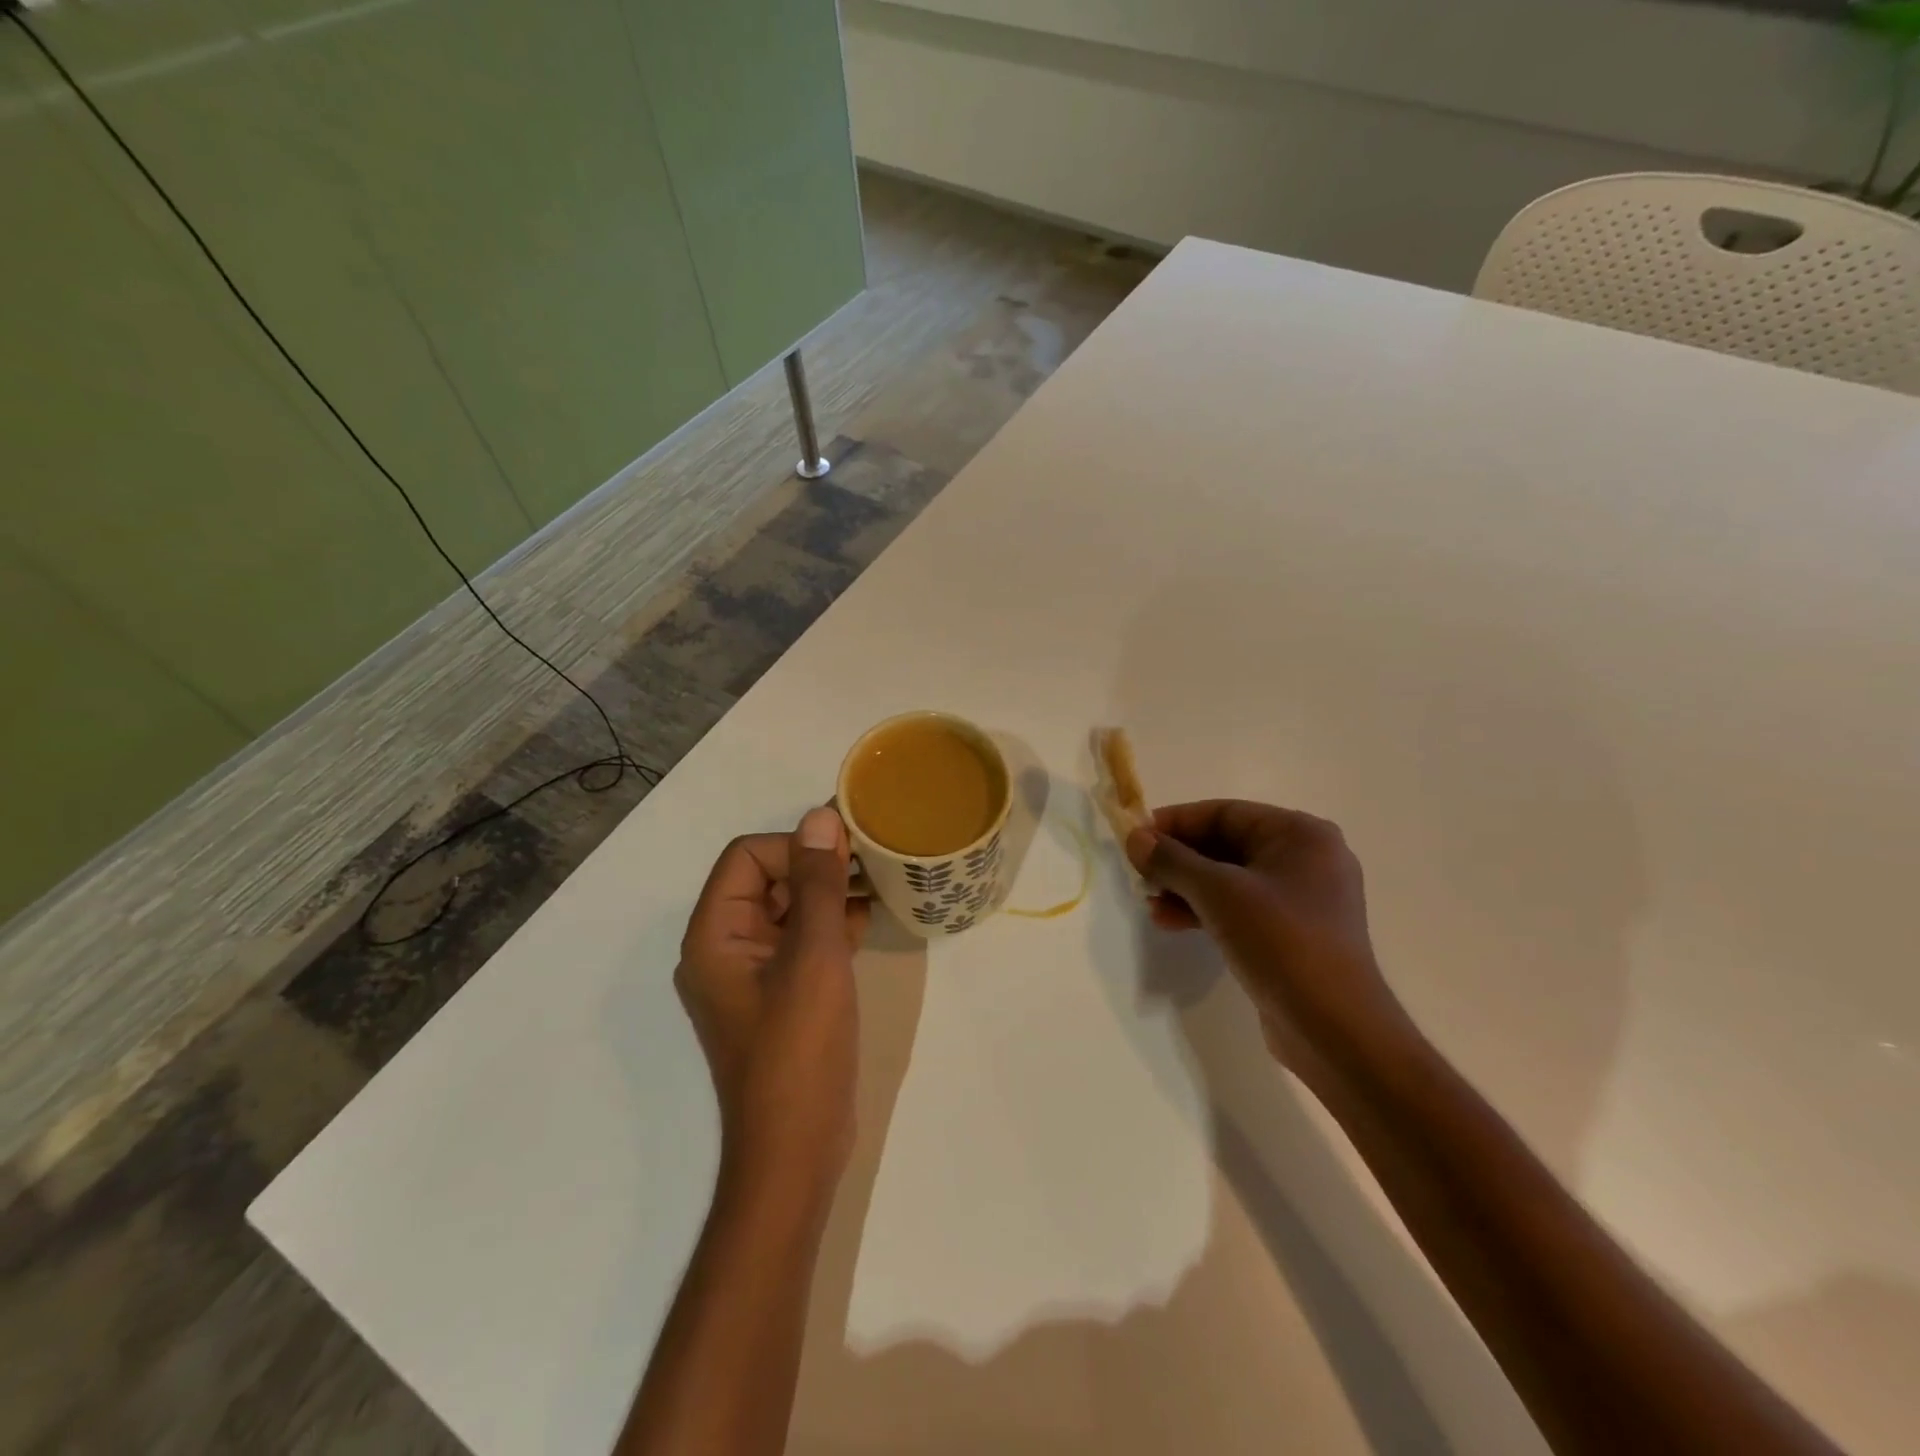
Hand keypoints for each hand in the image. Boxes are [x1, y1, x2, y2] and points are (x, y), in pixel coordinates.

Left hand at [677, 806, 869, 1200]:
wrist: (797, 1150)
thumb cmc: (799, 1049)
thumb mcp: (814, 956)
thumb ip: (817, 883)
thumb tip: (821, 816)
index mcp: (715, 934)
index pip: (748, 857)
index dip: (795, 845)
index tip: (848, 852)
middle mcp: (726, 947)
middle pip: (767, 879)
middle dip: (817, 866)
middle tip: (871, 862)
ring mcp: (754, 973)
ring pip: (789, 909)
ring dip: (829, 893)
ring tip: (877, 885)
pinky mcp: (780, 994)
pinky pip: (801, 941)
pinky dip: (831, 924)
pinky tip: (868, 920)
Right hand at [1125, 801, 1408, 1087]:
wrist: (1334, 1028)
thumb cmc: (1281, 942)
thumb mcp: (1219, 893)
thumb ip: (1172, 860)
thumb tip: (1135, 837)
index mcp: (1300, 835)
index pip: (1225, 813)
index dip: (1175, 822)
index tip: (1135, 837)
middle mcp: (1305, 858)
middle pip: (1226, 844)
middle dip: (1178, 859)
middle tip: (1139, 873)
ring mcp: (1300, 898)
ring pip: (1229, 879)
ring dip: (1186, 887)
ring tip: (1149, 902)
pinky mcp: (1291, 933)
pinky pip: (1239, 907)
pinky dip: (1204, 910)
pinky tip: (1170, 922)